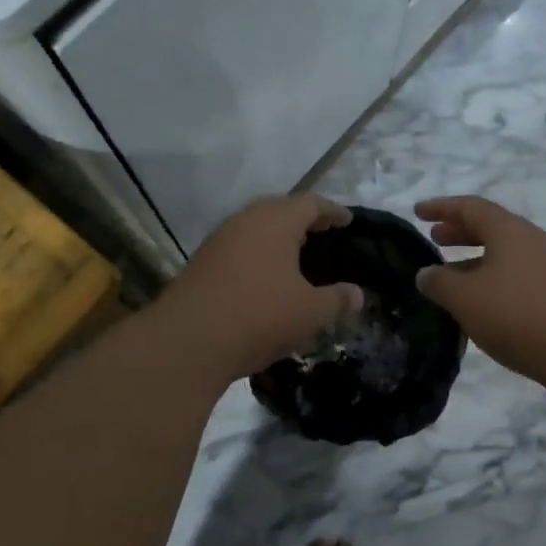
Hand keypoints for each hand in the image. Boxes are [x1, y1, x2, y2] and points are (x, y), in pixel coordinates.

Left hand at [157, 195, 364, 380]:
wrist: (188, 341)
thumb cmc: (259, 316)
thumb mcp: (310, 312)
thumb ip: (337, 300)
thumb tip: (357, 294)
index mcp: (276, 221)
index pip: (311, 204)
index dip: (333, 211)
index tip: (348, 220)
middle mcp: (245, 221)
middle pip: (280, 210)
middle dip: (304, 220)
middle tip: (324, 233)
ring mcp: (219, 240)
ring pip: (256, 228)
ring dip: (278, 237)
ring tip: (297, 255)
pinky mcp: (202, 263)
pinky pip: (240, 248)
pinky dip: (259, 254)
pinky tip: (266, 276)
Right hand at [414, 196, 545, 390]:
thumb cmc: (517, 315)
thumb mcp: (465, 298)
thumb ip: (439, 282)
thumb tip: (426, 274)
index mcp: (510, 231)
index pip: (470, 207)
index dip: (441, 207)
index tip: (418, 211)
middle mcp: (534, 240)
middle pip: (492, 227)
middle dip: (460, 231)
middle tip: (435, 239)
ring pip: (506, 253)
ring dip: (477, 258)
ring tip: (453, 274)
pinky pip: (520, 274)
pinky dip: (495, 277)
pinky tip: (485, 302)